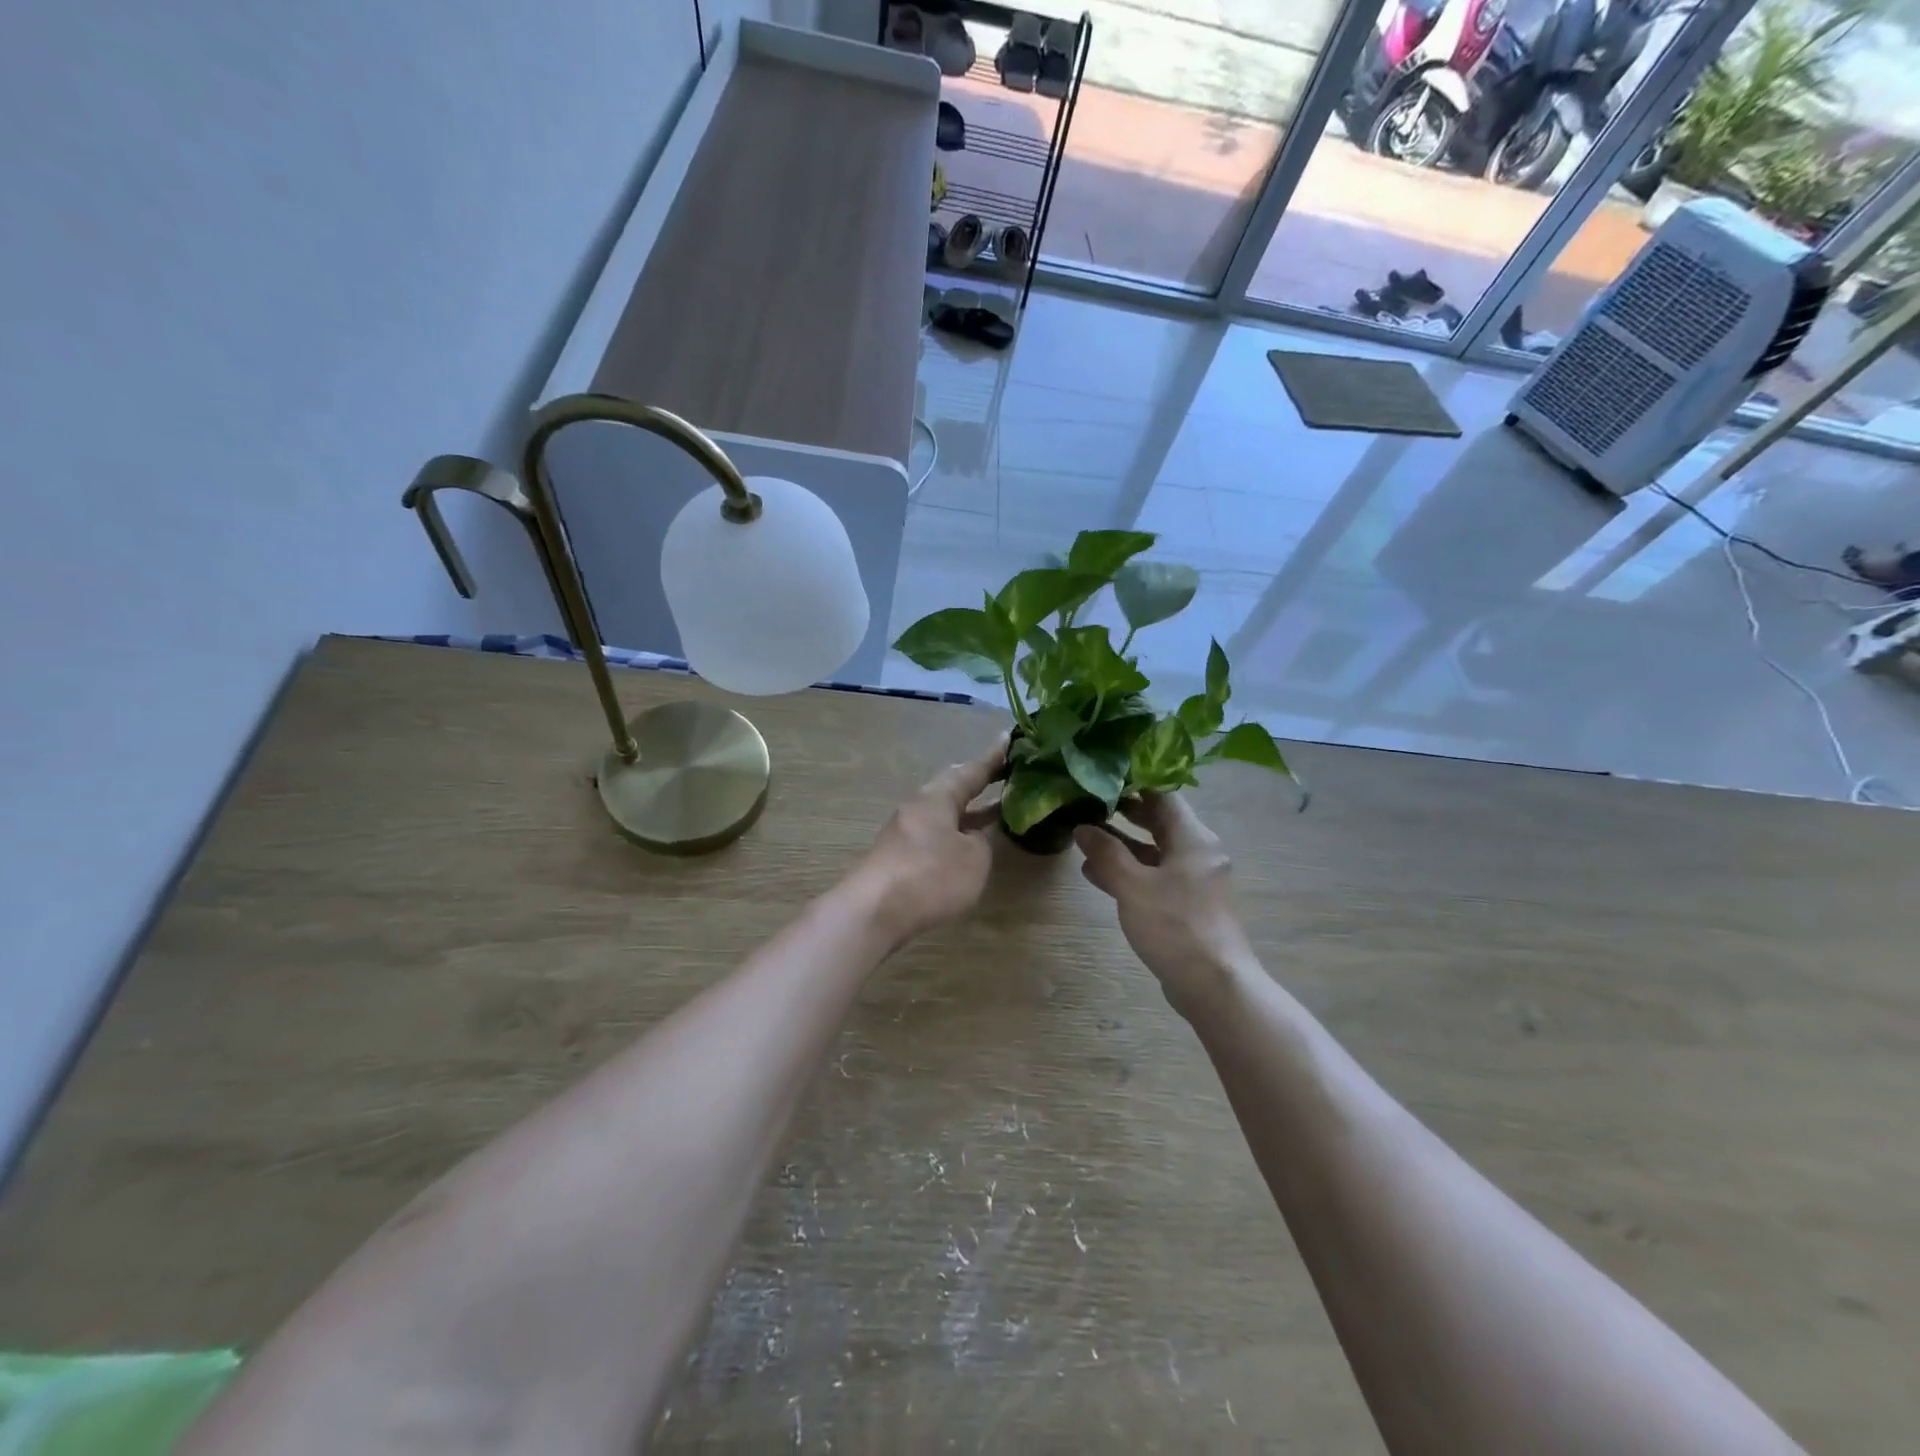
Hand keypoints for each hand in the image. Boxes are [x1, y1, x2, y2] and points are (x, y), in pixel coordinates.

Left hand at [852, 735, 1006, 943]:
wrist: (874, 911)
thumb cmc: (930, 876)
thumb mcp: (973, 859)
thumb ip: (979, 843)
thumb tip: (969, 838)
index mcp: (938, 797)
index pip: (971, 770)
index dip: (993, 758)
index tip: (1008, 739)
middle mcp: (919, 807)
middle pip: (952, 788)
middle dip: (978, 783)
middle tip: (1003, 775)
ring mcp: (905, 832)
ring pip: (944, 813)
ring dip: (969, 812)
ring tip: (996, 811)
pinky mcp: (898, 857)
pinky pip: (935, 835)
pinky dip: (955, 834)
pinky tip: (967, 846)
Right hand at [1075, 793, 1254, 1017]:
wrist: (1214, 984)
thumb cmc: (1175, 926)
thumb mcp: (1133, 886)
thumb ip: (1106, 853)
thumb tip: (1082, 828)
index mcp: (1193, 839)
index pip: (1164, 796)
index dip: (1134, 785)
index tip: (1103, 779)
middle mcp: (1198, 853)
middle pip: (1160, 823)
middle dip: (1125, 815)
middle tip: (1090, 806)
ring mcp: (1195, 881)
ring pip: (1155, 852)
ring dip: (1123, 846)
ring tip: (1085, 842)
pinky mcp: (1188, 906)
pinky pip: (1156, 877)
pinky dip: (1131, 872)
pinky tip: (1098, 876)